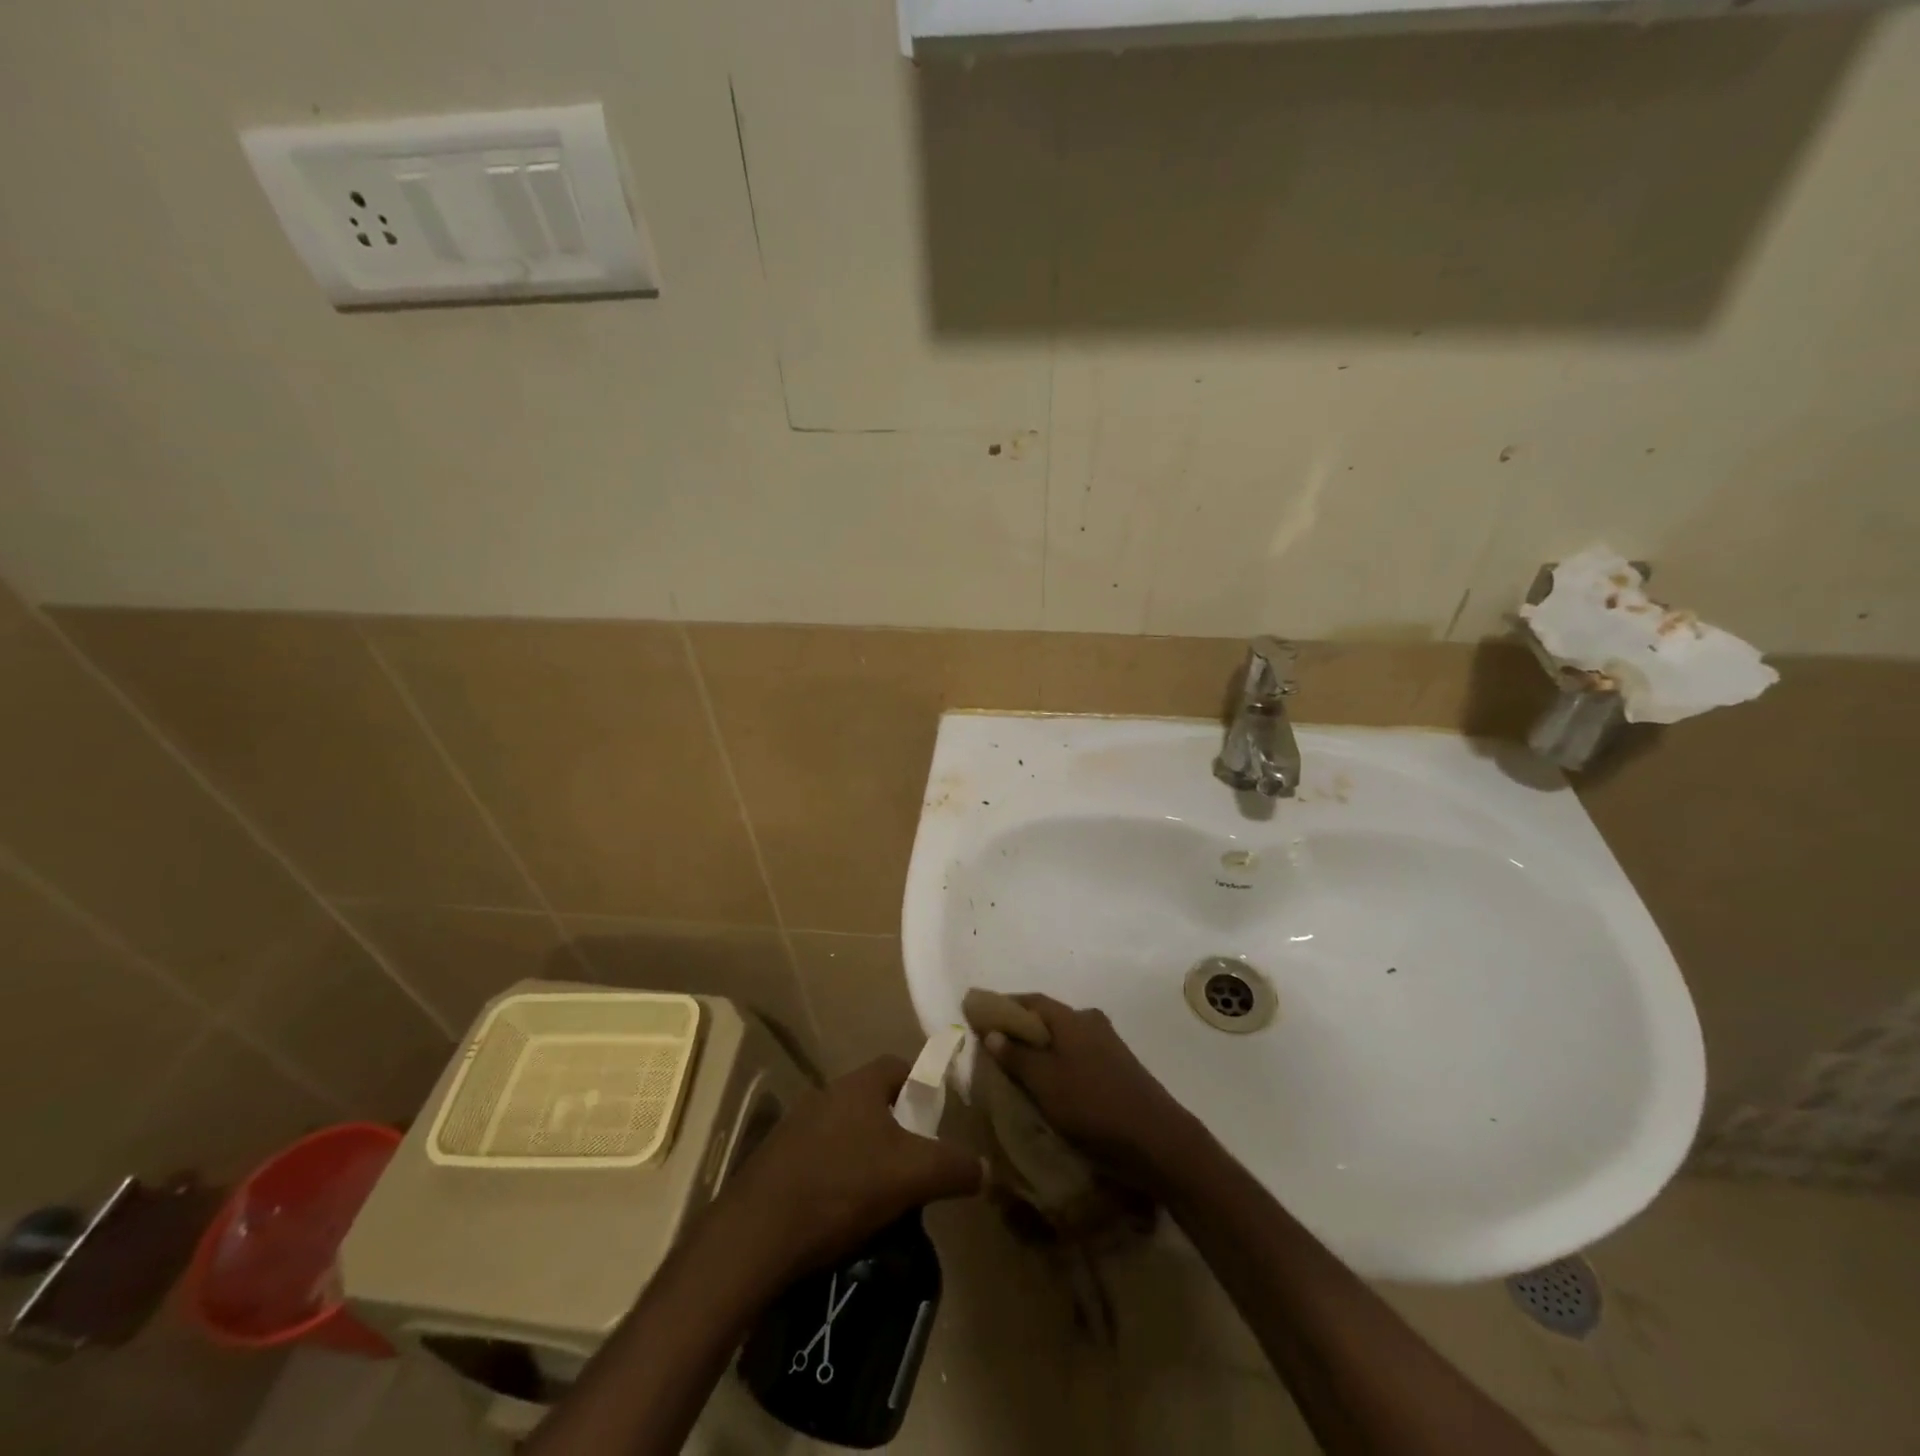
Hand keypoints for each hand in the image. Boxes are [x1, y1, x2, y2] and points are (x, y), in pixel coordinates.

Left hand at [715, 1056, 983, 1278]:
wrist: (757, 1233)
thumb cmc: (842, 1186)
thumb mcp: (913, 1176)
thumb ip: (955, 1167)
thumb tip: (986, 1169)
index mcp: (858, 1085)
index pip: (898, 1066)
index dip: (922, 1086)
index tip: (936, 1119)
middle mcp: (826, 1094)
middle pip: (872, 1099)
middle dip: (896, 1126)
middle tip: (914, 1162)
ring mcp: (795, 1126)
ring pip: (844, 1130)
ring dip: (864, 1152)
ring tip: (882, 1193)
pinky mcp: (775, 1161)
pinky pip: (819, 1157)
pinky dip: (836, 1175)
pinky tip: (842, 1211)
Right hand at [984, 994, 1197, 1187]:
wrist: (1157, 1141)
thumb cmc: (1093, 1105)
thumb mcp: (1045, 1083)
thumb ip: (1017, 1056)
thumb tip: (993, 1032)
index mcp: (1072, 1018)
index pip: (1031, 1000)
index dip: (1003, 1005)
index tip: (979, 1015)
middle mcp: (1091, 1022)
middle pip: (1047, 1019)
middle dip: (1020, 1029)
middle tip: (994, 1048)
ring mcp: (1108, 1045)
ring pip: (1063, 1040)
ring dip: (1040, 1050)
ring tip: (1016, 1070)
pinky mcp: (1117, 1069)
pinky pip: (1077, 1057)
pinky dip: (1057, 1064)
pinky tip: (1048, 1086)